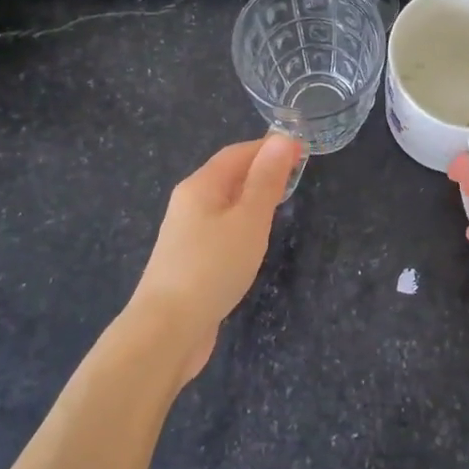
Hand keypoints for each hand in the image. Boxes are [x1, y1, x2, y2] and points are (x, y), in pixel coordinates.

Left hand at [133, 134, 299, 382]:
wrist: (167, 330)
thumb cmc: (212, 267)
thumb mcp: (249, 219)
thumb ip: (267, 180)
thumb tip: (283, 138)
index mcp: (200, 186)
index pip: (237, 153)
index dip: (268, 147)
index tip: (302, 149)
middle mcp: (188, 203)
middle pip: (227, 176)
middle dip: (260, 170)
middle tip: (296, 174)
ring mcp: (186, 234)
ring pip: (224, 204)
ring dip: (251, 198)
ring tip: (281, 202)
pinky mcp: (189, 262)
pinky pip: (220, 229)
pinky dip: (242, 224)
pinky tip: (255, 240)